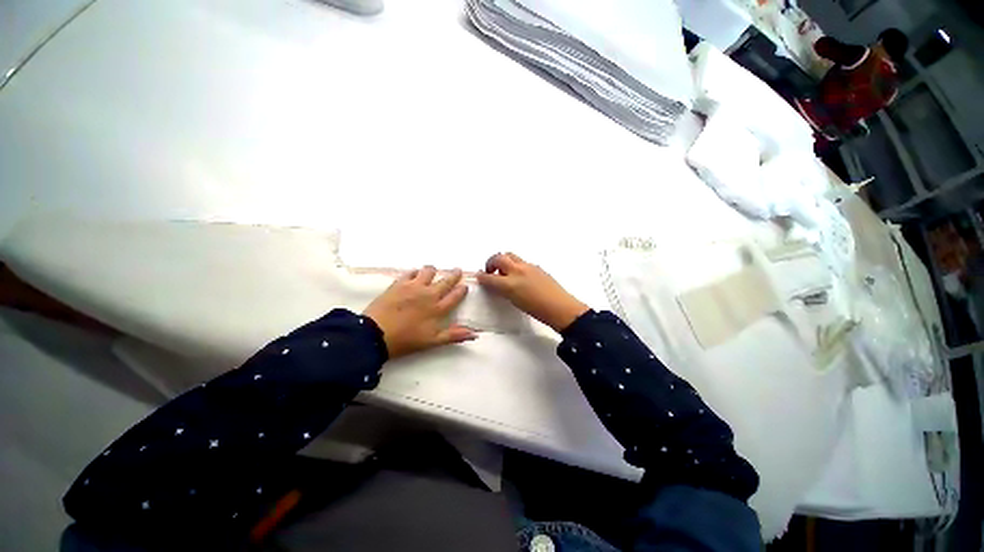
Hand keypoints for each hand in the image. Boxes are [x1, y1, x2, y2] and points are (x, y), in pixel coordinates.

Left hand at [363, 267, 477, 358]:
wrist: (375, 334)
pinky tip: (414, 274)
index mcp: (438, 308)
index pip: (455, 296)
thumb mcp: (432, 341)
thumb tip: (475, 334)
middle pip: (446, 280)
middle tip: (458, 269)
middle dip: (454, 275)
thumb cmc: (406, 340)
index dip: (462, 290)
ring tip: (433, 271)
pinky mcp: (399, 284)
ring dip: (433, 270)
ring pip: (428, 271)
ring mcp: (413, 286)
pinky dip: (414, 272)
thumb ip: (453, 336)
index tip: (465, 286)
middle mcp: (429, 294)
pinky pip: (410, 272)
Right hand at [477, 253, 588, 332]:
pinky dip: (515, 265)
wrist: (560, 308)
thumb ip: (502, 290)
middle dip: (491, 262)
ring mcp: (528, 266)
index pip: (489, 277)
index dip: (482, 277)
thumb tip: (495, 283)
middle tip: (490, 270)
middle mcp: (517, 271)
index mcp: (510, 283)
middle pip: (499, 257)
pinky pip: (521, 261)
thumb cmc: (536, 310)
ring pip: (510, 255)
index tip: (479, 277)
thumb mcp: (514, 302)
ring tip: (504, 271)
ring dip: (503, 260)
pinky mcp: (537, 267)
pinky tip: (519, 276)